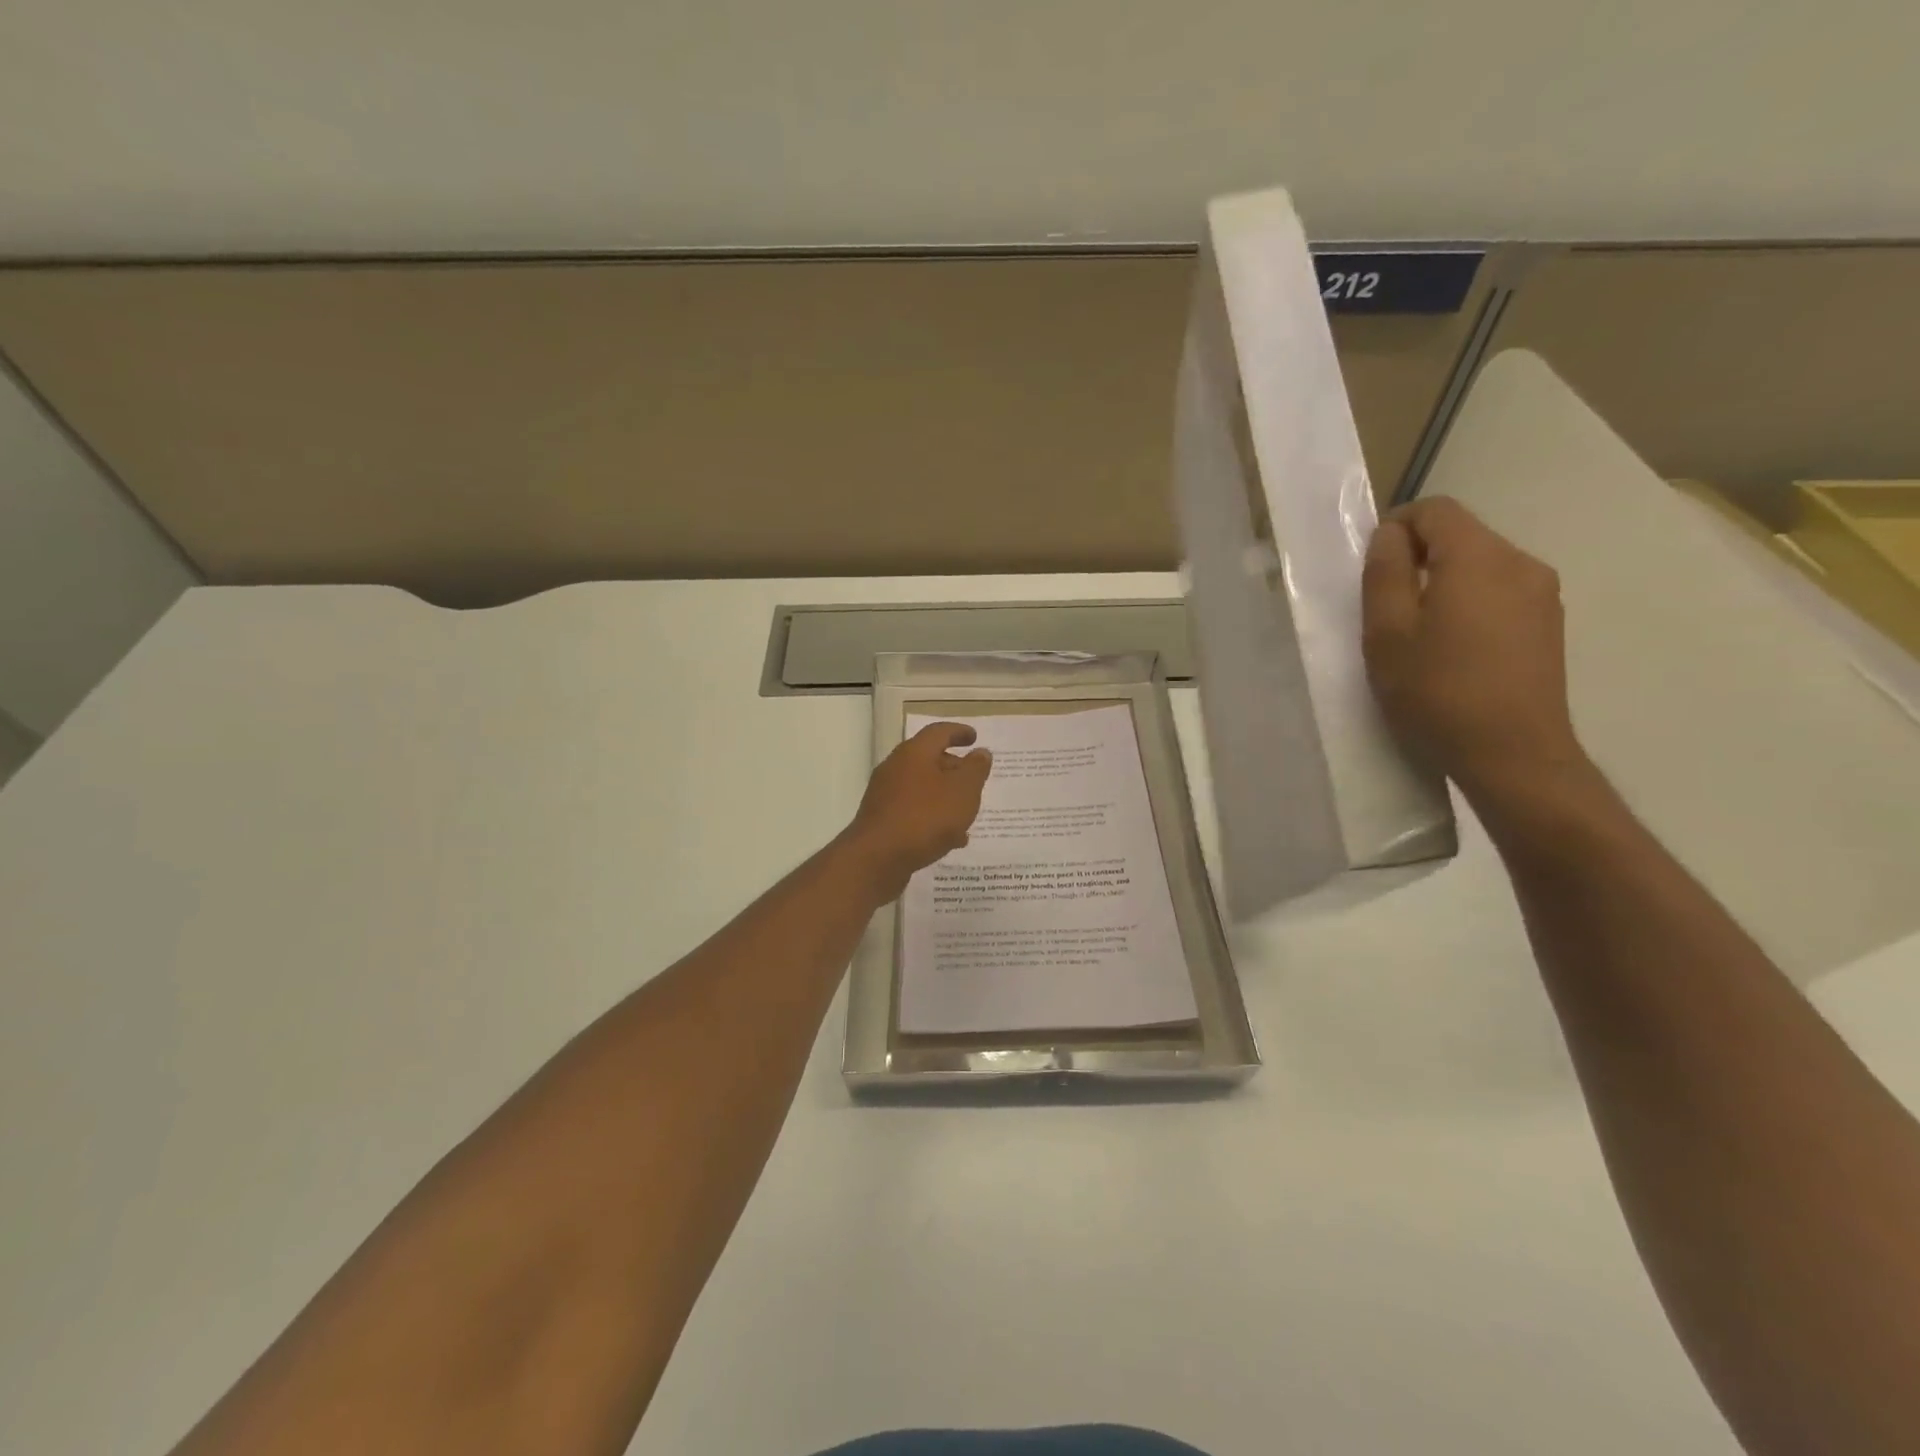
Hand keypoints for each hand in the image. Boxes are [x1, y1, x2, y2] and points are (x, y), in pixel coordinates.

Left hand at [841, 722, 992, 901]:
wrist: (877, 859)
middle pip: (928, 760)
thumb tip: (981, 753)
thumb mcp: (963, 791)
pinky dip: (933, 817)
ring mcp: (885, 795)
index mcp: (914, 753)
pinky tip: (951, 839)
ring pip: (922, 788)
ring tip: (967, 812)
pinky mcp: (882, 821)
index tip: (975, 738)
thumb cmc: (925, 817)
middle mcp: (896, 768)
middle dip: (953, 767)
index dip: (959, 732)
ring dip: (945, 796)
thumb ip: (975, 770)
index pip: (939, 732)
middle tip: (974, 778)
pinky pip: (914, 812)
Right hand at [1361, 497, 1589, 805]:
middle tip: (1387, 608)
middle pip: (1461, 535)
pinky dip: (1470, 603)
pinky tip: (1455, 648)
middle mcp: (1520, 562)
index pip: (1435, 510)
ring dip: (1444, 582)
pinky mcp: (1549, 623)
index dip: (1396, 527)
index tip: (1372, 570)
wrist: (1512, 753)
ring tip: (1420, 633)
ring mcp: (1542, 593)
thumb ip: (1384, 573)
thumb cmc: (1437, 690)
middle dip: (1418, 558)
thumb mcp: (1387, 632)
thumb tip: (1390, 535)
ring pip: (1481, 565)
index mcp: (1478, 558)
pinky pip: (1500, 592)